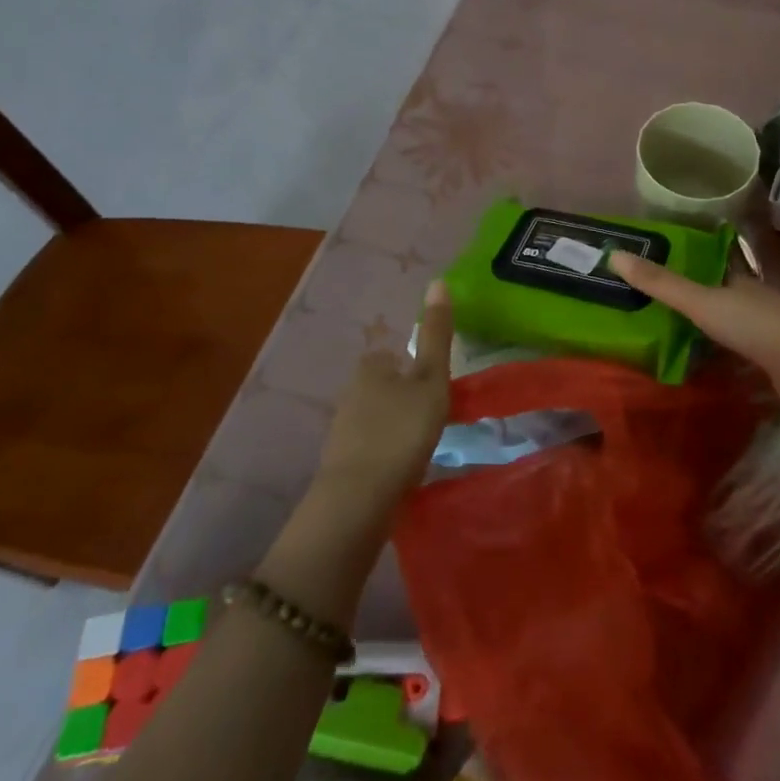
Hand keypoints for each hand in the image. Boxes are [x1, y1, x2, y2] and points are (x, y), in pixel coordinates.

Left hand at [315, 281, 452, 506]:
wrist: (358, 499)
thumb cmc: (401, 430)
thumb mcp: (430, 379)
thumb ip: (436, 335)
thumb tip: (438, 281)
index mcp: (371, 368)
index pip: (392, 355)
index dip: (412, 365)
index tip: (433, 382)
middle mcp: (350, 393)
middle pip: (381, 386)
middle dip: (402, 395)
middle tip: (431, 412)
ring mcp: (341, 431)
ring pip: (374, 417)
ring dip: (393, 424)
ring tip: (421, 440)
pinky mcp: (340, 465)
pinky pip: (369, 447)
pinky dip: (384, 452)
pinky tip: (401, 466)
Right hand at [605, 253, 779, 418]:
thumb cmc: (753, 324)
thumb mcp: (700, 301)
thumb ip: (660, 283)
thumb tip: (613, 254)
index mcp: (737, 279)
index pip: (708, 264)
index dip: (685, 265)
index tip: (657, 270)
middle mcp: (752, 299)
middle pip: (719, 294)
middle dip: (695, 300)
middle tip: (657, 310)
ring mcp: (767, 330)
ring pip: (731, 325)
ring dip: (709, 330)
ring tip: (674, 339)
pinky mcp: (774, 360)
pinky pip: (741, 353)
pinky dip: (724, 356)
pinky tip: (708, 367)